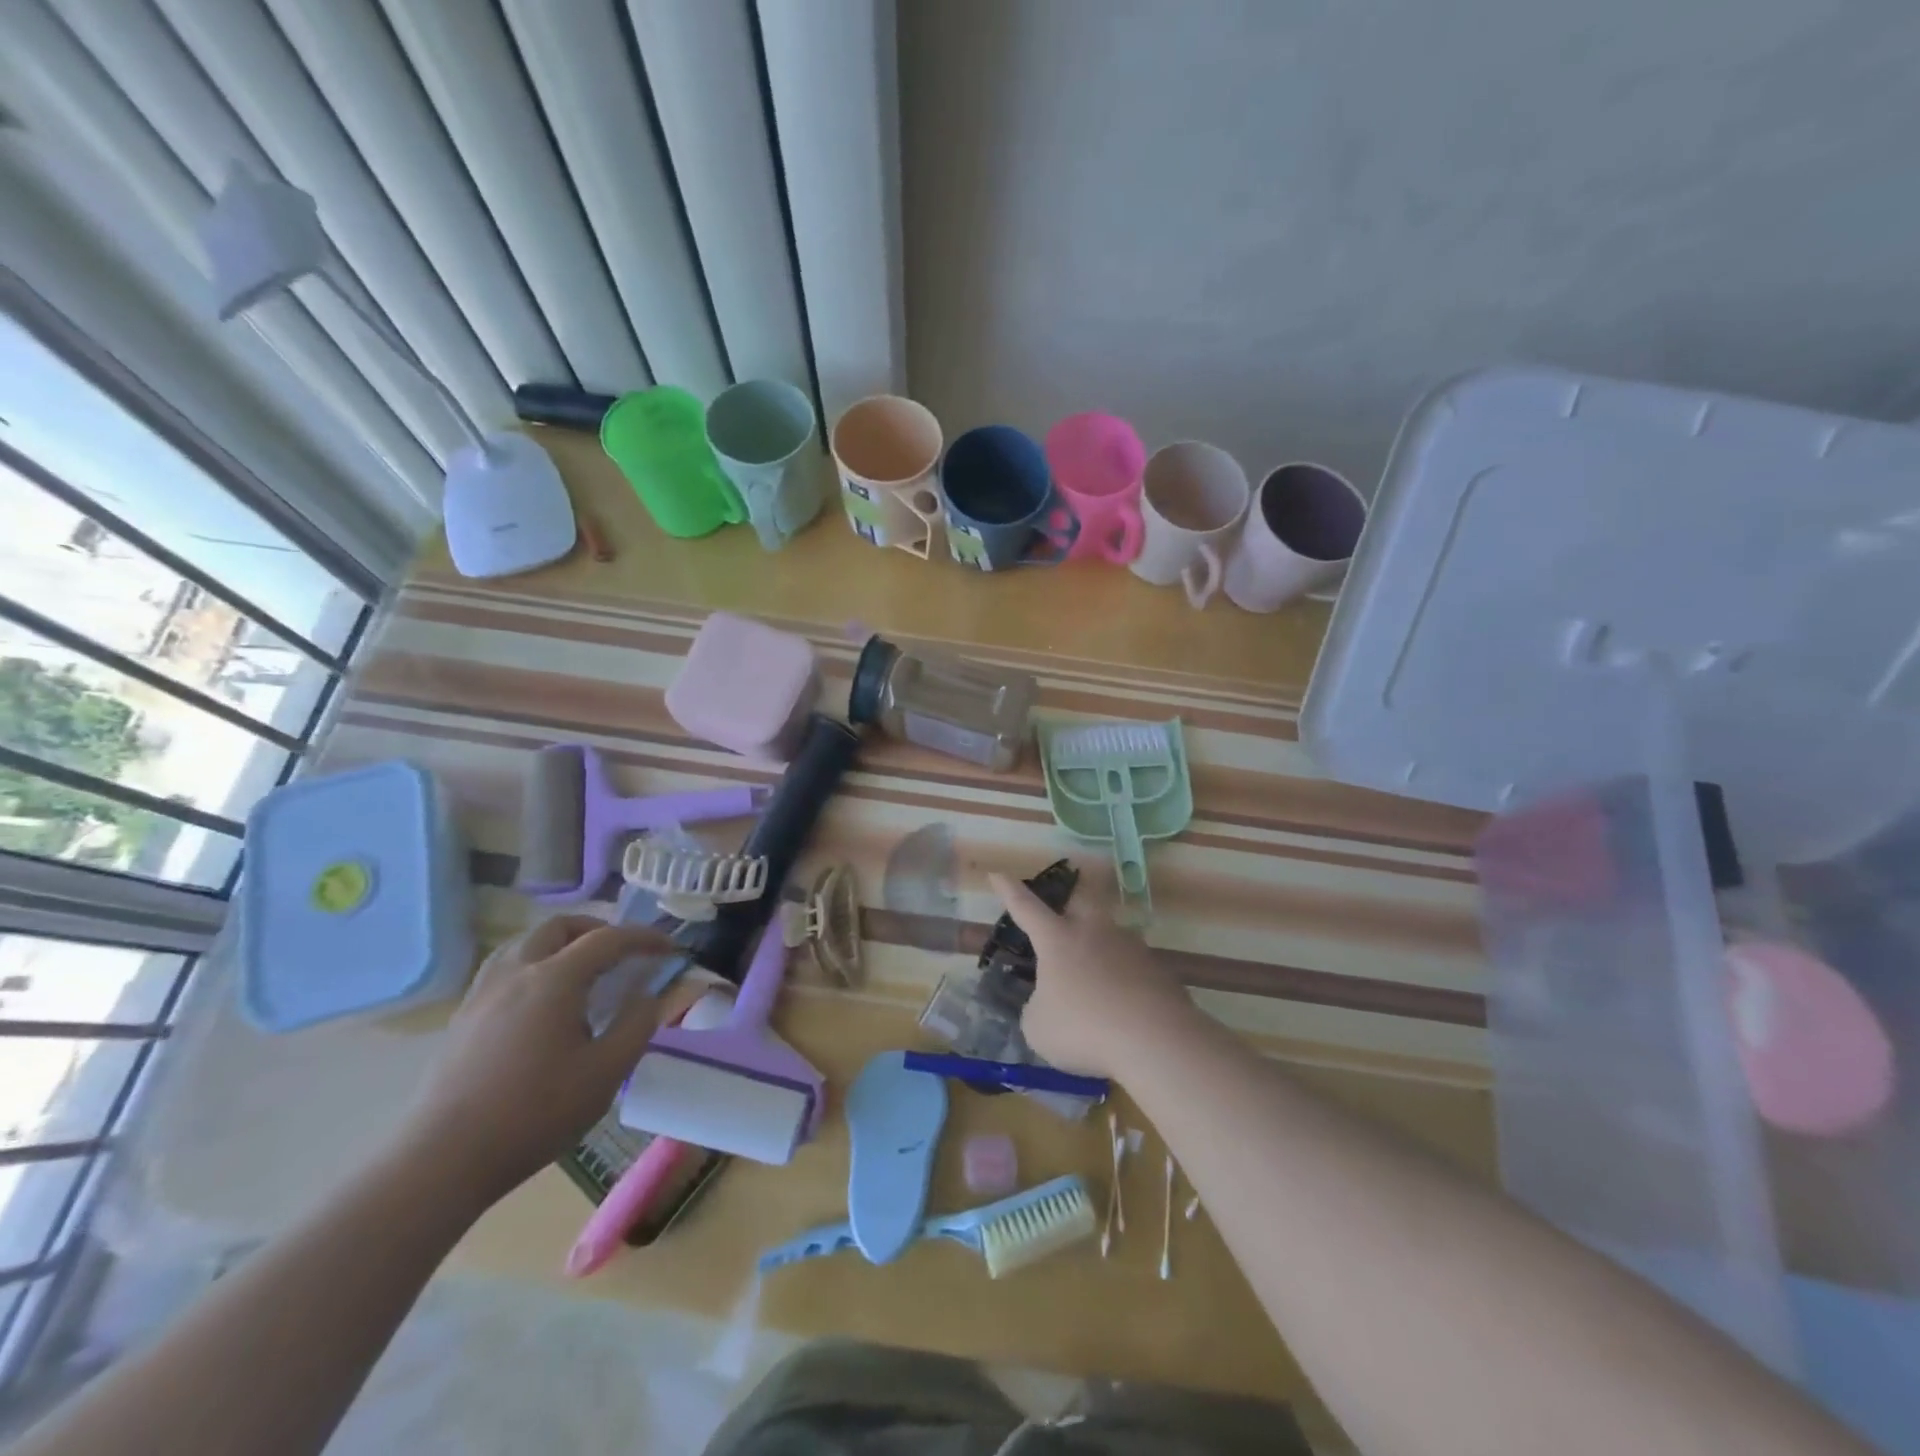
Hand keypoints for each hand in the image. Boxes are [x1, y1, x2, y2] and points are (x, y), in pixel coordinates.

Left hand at [399, 916, 696, 1206]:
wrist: (441, 1161)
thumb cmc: (534, 1114)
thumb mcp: (605, 1073)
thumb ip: (636, 1025)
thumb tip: (648, 995)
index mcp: (555, 979)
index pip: (608, 938)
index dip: (644, 938)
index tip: (670, 949)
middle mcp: (516, 972)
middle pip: (560, 927)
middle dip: (598, 930)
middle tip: (623, 954)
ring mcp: (482, 993)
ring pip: (526, 943)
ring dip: (562, 943)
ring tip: (583, 971)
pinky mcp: (462, 1018)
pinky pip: (504, 968)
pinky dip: (534, 965)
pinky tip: (542, 1002)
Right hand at [988, 870, 1197, 1078]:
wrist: (1156, 1040)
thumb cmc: (1084, 1028)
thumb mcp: (1039, 1028)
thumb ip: (1037, 1008)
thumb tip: (1047, 1004)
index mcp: (1057, 939)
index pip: (1026, 907)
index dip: (1009, 890)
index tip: (998, 873)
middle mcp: (1094, 931)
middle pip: (1081, 899)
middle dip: (1069, 896)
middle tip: (1063, 906)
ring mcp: (1130, 946)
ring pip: (1110, 932)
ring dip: (1100, 944)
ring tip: (1094, 974)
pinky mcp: (1158, 968)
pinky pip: (1133, 965)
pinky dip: (1124, 977)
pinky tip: (1123, 1003)